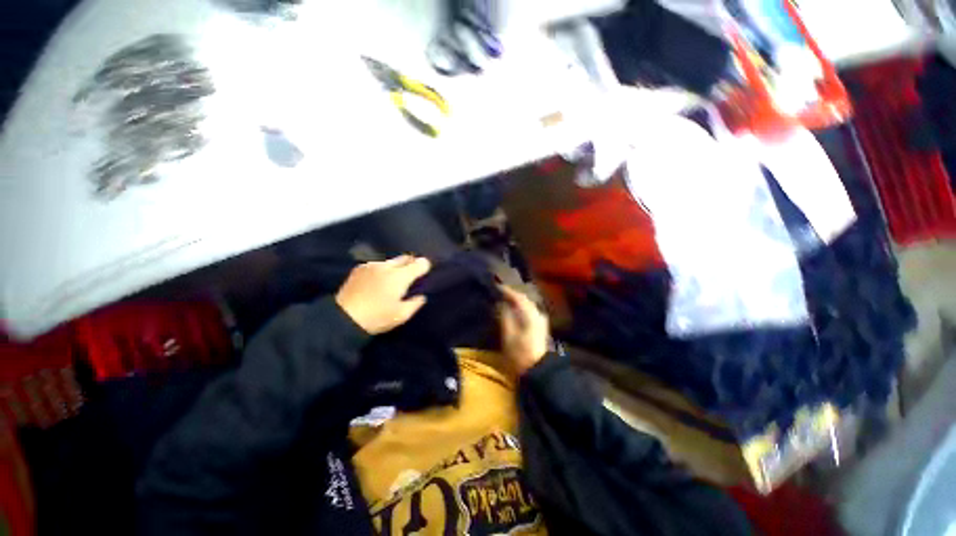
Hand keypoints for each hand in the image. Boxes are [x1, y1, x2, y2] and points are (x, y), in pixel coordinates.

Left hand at [335, 255, 431, 334]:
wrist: (343, 318)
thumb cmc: (376, 317)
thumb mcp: (401, 315)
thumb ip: (415, 304)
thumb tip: (421, 296)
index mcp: (400, 277)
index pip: (419, 264)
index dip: (425, 266)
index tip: (426, 271)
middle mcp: (387, 267)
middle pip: (405, 258)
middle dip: (411, 263)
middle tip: (412, 273)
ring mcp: (372, 266)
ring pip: (391, 261)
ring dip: (396, 267)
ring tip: (393, 279)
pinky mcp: (359, 268)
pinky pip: (377, 265)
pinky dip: (382, 269)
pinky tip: (379, 279)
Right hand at [498, 285, 549, 376]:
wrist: (540, 370)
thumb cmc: (521, 353)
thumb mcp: (509, 336)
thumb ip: (505, 317)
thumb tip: (501, 304)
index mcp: (531, 314)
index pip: (519, 297)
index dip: (507, 291)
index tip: (497, 286)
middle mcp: (538, 314)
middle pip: (524, 300)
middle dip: (512, 295)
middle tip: (500, 293)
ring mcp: (541, 320)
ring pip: (527, 306)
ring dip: (516, 302)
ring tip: (505, 301)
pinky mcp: (541, 327)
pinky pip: (529, 312)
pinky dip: (520, 309)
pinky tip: (514, 312)